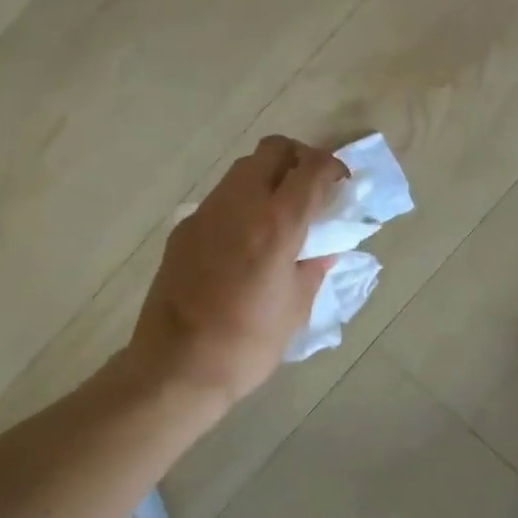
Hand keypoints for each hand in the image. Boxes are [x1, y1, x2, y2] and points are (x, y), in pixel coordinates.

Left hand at [127, 135, 344, 408]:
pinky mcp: (184, 229)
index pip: (311, 169)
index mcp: (276, 224)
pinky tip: (245, 240)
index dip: (333, 167)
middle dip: (298, 158)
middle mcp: (239, 205)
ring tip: (279, 214)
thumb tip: (324, 249)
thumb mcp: (296, 308)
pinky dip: (242, 202)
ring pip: (243, 169)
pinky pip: (220, 198)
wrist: (175, 368)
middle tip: (311, 189)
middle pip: (273, 149)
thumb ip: (314, 268)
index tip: (342, 184)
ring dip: (268, 177)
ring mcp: (206, 213)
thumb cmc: (246, 344)